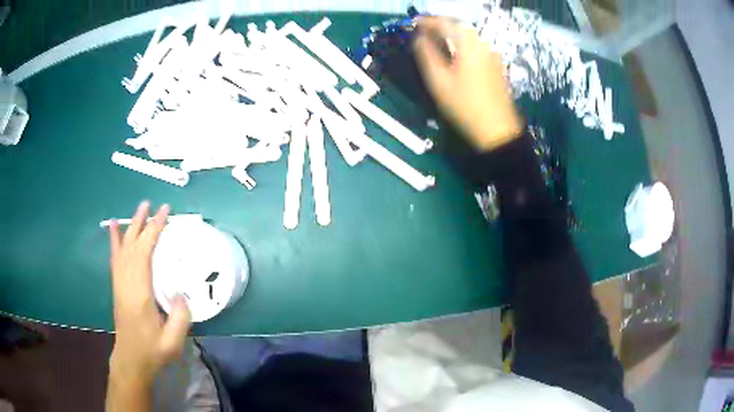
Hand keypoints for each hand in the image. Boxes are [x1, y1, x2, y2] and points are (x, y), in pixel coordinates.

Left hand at [108, 201, 190, 382]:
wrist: (131, 359)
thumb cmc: (152, 350)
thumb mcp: (172, 342)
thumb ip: (180, 319)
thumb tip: (182, 293)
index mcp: (139, 293)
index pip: (144, 253)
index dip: (154, 230)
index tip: (164, 213)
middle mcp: (126, 282)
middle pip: (132, 245)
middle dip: (142, 223)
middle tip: (153, 204)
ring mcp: (119, 283)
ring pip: (122, 248)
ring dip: (130, 227)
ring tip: (138, 209)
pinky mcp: (117, 286)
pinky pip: (115, 258)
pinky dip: (114, 240)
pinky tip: (113, 228)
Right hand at [413, 17, 522, 150]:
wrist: (497, 129)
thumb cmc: (465, 105)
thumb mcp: (438, 81)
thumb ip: (426, 55)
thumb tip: (418, 38)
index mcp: (469, 44)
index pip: (445, 22)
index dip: (426, 21)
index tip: (413, 24)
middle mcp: (483, 44)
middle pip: (458, 26)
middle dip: (439, 26)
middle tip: (422, 32)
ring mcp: (492, 54)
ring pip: (468, 36)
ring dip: (450, 35)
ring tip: (435, 42)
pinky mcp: (496, 64)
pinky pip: (476, 45)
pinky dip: (461, 44)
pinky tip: (454, 53)